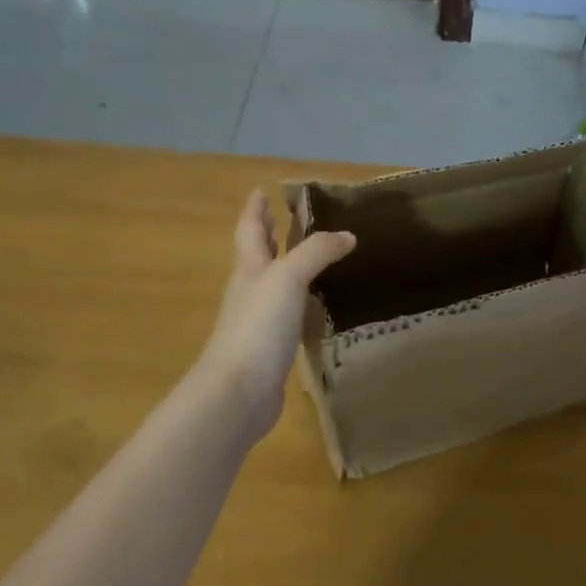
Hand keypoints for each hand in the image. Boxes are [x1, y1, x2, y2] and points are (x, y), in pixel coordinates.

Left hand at [197, 190, 355, 441]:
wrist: (237, 394)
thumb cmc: (257, 326)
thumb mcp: (289, 277)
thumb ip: (318, 252)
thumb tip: (347, 236)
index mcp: (249, 268)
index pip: (250, 230)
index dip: (255, 209)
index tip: (262, 190)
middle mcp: (250, 291)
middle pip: (258, 255)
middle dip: (269, 234)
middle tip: (284, 218)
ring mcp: (257, 323)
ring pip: (273, 285)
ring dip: (287, 268)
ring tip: (312, 257)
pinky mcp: (269, 351)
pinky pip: (287, 316)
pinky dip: (299, 303)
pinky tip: (315, 306)